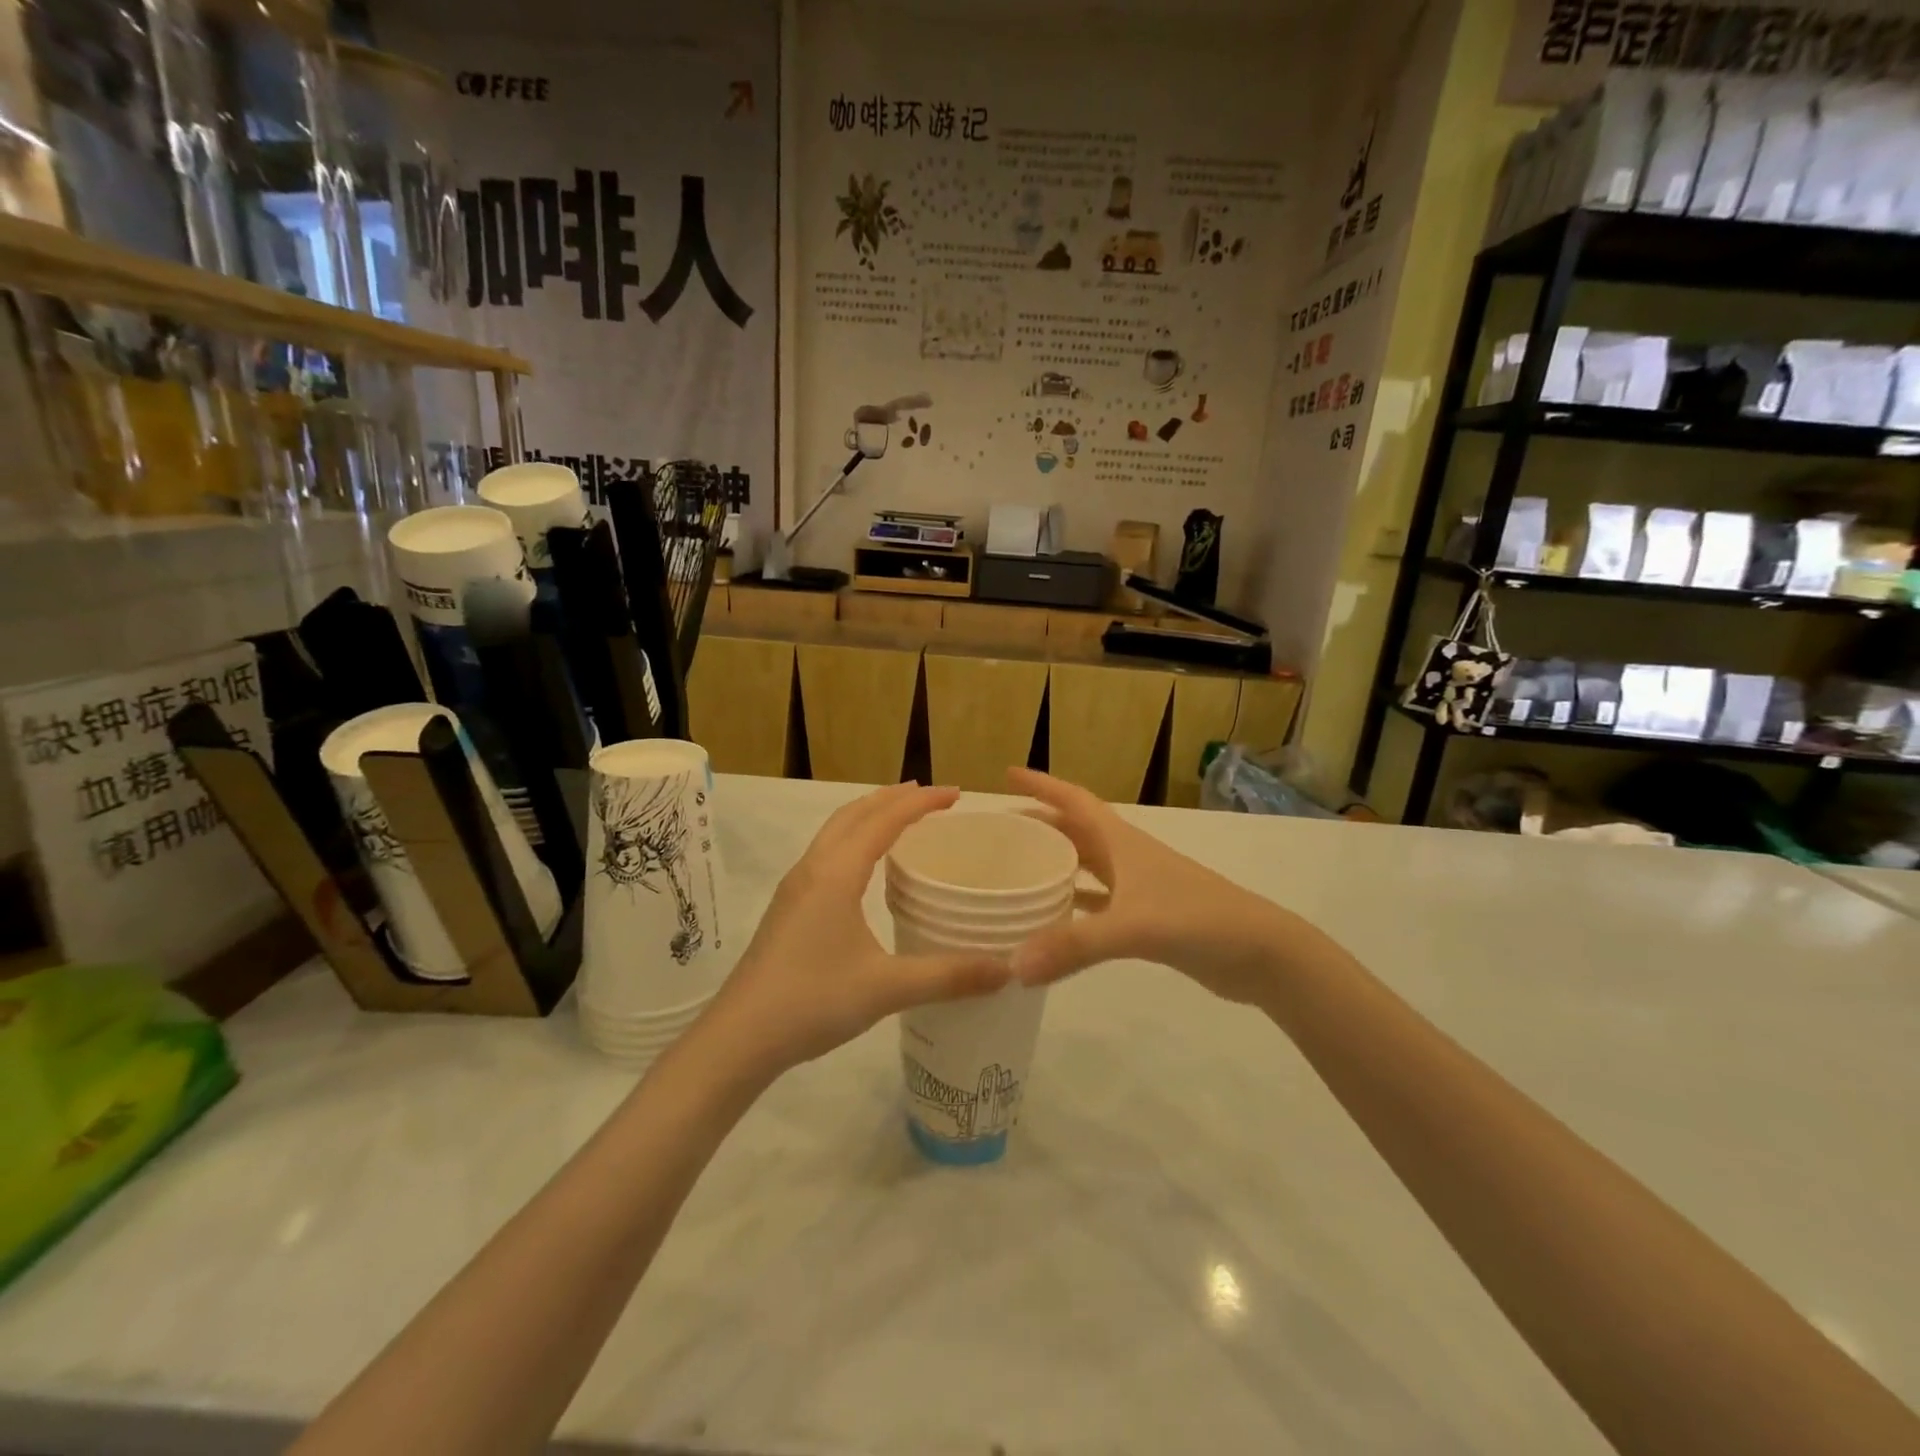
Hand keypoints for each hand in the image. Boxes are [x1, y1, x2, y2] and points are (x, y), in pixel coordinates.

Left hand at [696, 783, 1010, 1076]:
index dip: (922, 802)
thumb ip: (948, 976)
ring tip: (900, 818)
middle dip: (893, 798)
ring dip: (869, 815)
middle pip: (855, 813)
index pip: (884, 820)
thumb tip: (1007, 970)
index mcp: (836, 873)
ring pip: (835, 832)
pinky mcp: (788, 908)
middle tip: (931, 797)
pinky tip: (865, 869)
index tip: (956, 794)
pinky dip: (853, 839)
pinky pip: (826, 853)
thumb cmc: (812, 1001)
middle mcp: (813, 869)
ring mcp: (795, 888)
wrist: (739, 1037)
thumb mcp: (886, 989)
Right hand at [1006, 768, 1292, 1004]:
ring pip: (1085, 866)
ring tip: (1017, 871)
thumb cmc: (1199, 919)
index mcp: (1122, 841)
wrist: (1261, 953)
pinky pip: (1097, 903)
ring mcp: (1138, 887)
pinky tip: (1052, 919)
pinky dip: (1073, 906)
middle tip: (999, 832)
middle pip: (1075, 830)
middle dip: (1040, 825)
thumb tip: (1013, 965)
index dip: (1042, 785)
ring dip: (1055, 863)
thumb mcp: (1135, 927)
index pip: (1074, 800)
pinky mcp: (1146, 917)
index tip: (1007, 775)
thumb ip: (1075, 945)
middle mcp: (1127, 856)